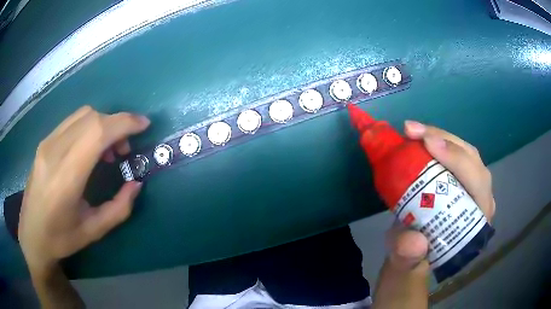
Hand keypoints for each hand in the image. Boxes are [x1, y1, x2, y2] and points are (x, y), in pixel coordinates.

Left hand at [19, 106, 149, 271]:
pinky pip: (72, 121)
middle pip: (92, 118)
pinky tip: (90, 147)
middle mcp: (54, 152)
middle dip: (117, 124)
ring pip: (82, 115)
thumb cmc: (60, 238)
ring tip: (109, 149)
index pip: (97, 133)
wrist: (31, 233)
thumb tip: (136, 183)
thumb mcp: (93, 231)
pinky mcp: (44, 142)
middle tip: (126, 148)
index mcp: (65, 178)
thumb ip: (119, 208)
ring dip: (103, 124)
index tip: (144, 125)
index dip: (124, 123)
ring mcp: (47, 143)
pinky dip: (90, 126)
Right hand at [386, 121, 495, 269]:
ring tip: (413, 131)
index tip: (429, 144)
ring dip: (441, 136)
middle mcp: (480, 201)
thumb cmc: (414, 258)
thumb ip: (408, 257)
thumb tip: (415, 242)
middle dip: (445, 141)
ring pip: (465, 152)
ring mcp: (473, 187)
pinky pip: (456, 153)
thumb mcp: (406, 263)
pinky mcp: (461, 179)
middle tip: (413, 131)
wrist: (413, 254)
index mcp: (476, 223)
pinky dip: (438, 141)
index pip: (477, 184)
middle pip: (472, 161)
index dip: (457, 161)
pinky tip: (420, 137)